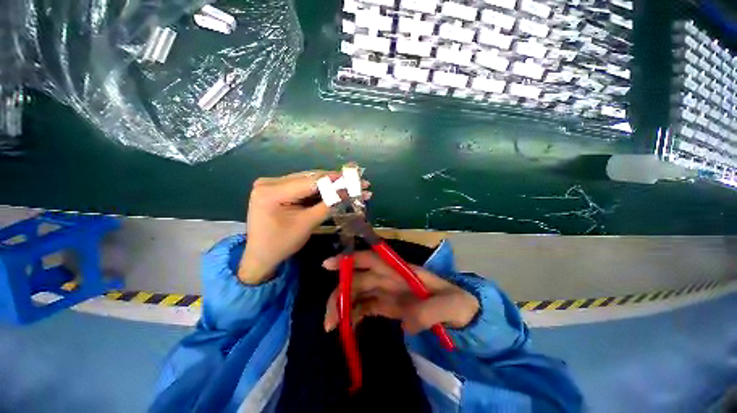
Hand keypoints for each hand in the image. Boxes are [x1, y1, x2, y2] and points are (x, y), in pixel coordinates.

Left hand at [238, 170, 370, 283]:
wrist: (260, 257)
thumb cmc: (281, 244)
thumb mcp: (307, 224)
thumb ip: (328, 205)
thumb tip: (349, 191)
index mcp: (271, 191)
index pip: (310, 181)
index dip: (336, 180)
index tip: (356, 179)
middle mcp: (270, 182)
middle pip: (311, 178)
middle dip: (336, 181)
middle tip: (358, 182)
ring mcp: (273, 184)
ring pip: (310, 181)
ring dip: (331, 185)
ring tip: (351, 186)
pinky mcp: (279, 189)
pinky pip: (304, 186)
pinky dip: (321, 190)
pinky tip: (336, 190)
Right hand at [322, 251, 478, 333]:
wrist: (463, 313)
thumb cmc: (458, 302)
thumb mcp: (450, 306)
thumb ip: (430, 311)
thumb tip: (403, 322)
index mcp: (401, 271)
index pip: (372, 259)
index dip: (350, 259)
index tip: (327, 265)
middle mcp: (389, 278)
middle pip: (358, 279)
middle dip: (340, 293)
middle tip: (329, 320)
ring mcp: (387, 292)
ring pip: (357, 293)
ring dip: (343, 306)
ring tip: (333, 327)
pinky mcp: (387, 306)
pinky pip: (365, 306)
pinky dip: (353, 315)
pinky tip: (347, 327)